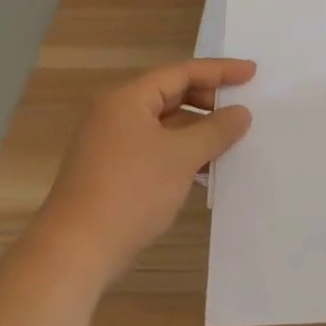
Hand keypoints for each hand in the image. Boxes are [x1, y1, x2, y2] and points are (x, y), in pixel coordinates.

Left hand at [41, 58, 255, 283]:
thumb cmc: (131, 192)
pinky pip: (155, 149)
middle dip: (208, 101)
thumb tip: (241, 113)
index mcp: (128, 99)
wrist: (74, 254)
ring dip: (197, 130)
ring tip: (230, 140)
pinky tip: (205, 169)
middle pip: (171, 95)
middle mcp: (116, 114)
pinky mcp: (111, 172)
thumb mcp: (182, 157)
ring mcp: (111, 144)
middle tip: (242, 109)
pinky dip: (181, 152)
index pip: (181, 73)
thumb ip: (216, 130)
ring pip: (165, 125)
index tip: (251, 73)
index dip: (220, 71)